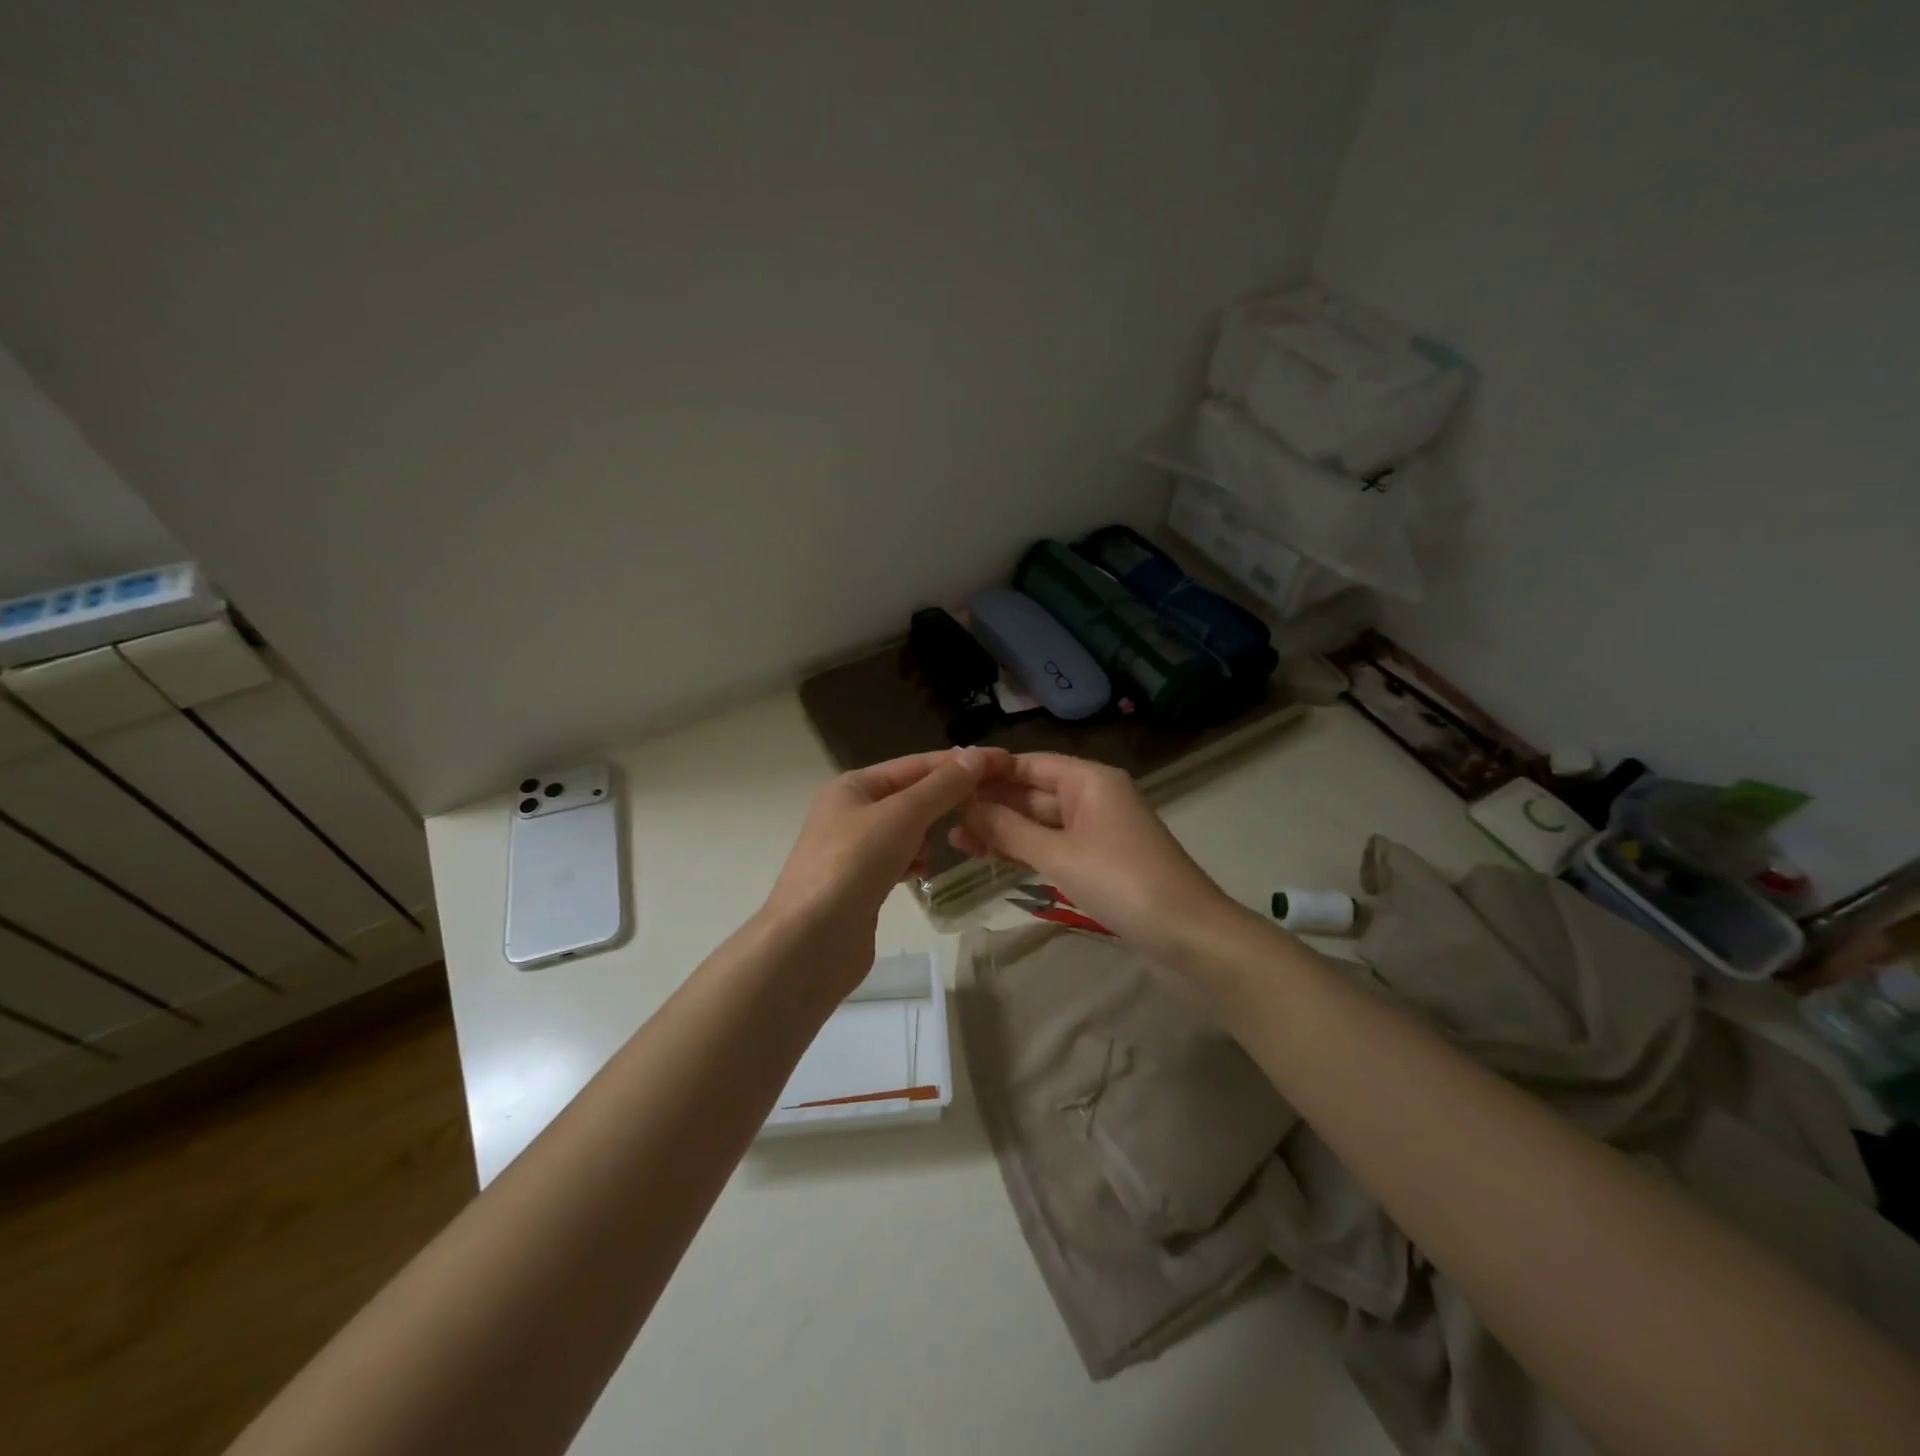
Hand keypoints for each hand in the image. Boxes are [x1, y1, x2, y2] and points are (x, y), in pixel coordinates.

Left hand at [764, 747, 1007, 993]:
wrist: (811, 941)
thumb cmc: (854, 864)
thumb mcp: (902, 815)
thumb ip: (942, 786)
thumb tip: (976, 755)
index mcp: (853, 786)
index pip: (915, 764)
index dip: (958, 762)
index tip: (1002, 762)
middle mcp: (850, 812)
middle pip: (910, 796)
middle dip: (946, 800)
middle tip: (988, 804)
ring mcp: (853, 850)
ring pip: (906, 830)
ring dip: (929, 833)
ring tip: (955, 840)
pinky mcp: (860, 884)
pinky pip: (897, 860)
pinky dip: (914, 861)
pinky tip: (923, 872)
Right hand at [951, 753, 1239, 964]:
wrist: (1188, 935)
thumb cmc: (1122, 882)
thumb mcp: (1059, 854)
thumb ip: (1009, 830)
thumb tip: (965, 807)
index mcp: (1089, 780)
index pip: (1029, 764)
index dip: (990, 771)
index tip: (948, 780)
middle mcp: (1093, 798)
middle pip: (1033, 793)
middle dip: (991, 805)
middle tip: (942, 818)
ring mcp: (1097, 831)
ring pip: (1041, 823)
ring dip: (1003, 831)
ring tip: (955, 842)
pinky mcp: (1100, 862)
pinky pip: (1054, 847)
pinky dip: (1025, 851)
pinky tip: (993, 857)